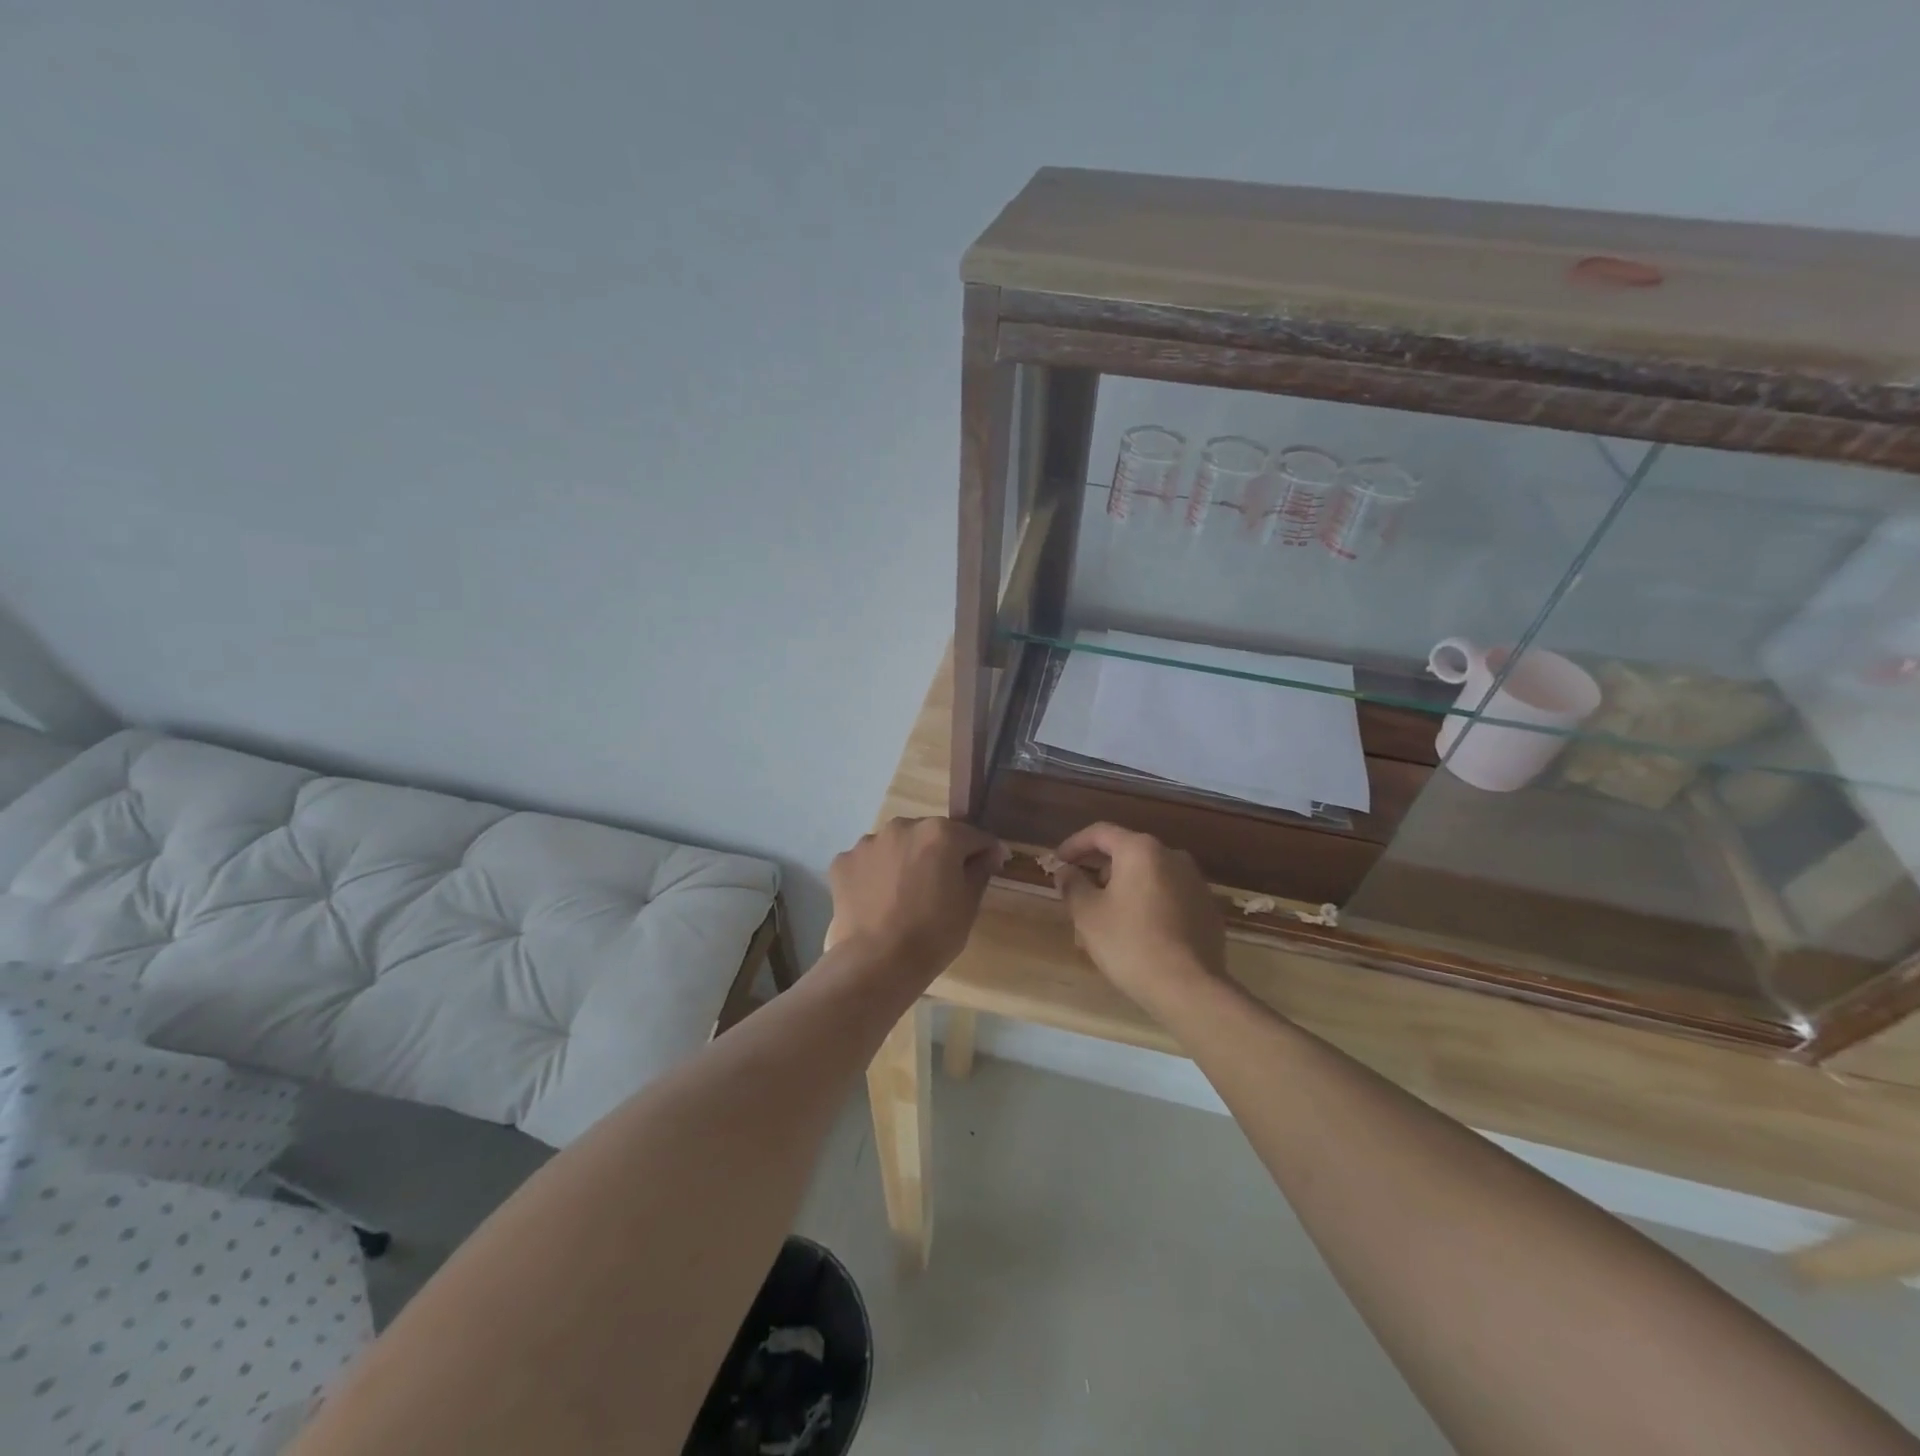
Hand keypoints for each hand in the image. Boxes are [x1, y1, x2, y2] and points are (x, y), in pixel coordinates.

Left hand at [826, 817, 1005, 976]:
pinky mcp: (843, 861)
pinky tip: (878, 900)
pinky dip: (875, 874)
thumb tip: (989, 853)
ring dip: (905, 860)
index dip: (984, 852)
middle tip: (942, 885)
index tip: (989, 867)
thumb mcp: (969, 904)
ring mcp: (869, 842)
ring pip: (896, 845)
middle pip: (931, 835)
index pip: (973, 836)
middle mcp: (903, 826)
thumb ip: (980, 870)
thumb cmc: (933, 934)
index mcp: (940, 833)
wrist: (876, 962)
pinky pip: (868, 862)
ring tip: (904, 894)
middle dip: (940, 853)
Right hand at [1052, 823, 1224, 1011]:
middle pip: (1126, 853)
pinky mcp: (1207, 909)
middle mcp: (1172, 856)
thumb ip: (1072, 885)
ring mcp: (1195, 882)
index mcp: (1141, 850)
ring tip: (1104, 920)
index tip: (1057, 862)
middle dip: (1099, 871)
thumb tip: (1065, 871)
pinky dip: (1148, 904)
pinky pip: (1168, 896)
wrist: (1189, 988)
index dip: (1074, 845)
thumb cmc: (1130, 943)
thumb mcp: (1088, 914)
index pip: (1100, 833)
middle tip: (1078, 894)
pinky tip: (1136, 932)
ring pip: (1148, 877)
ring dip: (1123, 890)